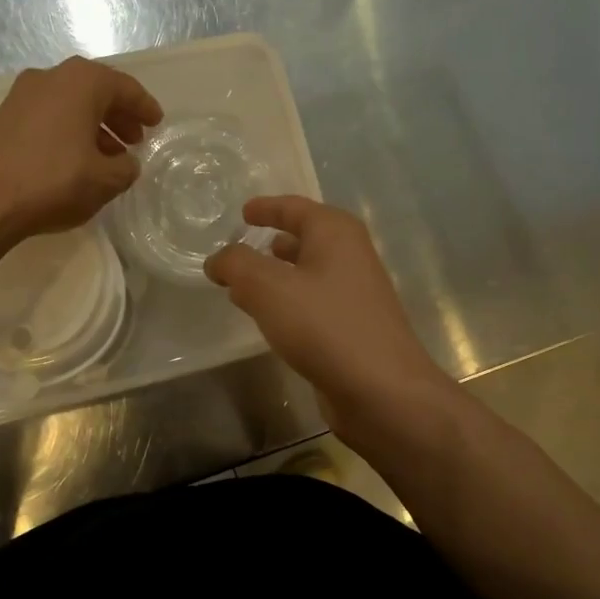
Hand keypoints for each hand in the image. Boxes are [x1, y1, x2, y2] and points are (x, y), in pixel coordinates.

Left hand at [0, 57, 162, 245]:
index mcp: (81, 82)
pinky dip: (68, 134)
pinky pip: (48, 119)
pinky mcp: (2, 119)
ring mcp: (21, 97)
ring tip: (108, 157)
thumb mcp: (105, 180)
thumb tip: (125, 163)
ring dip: (92, 127)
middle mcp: (50, 78)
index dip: (144, 107)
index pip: (124, 88)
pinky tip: (74, 162)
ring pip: (69, 106)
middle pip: (95, 92)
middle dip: (118, 116)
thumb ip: (125, 168)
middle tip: (134, 140)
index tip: (157, 123)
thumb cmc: (52, 180)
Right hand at [206, 195, 455, 442]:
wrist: (381, 390)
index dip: (266, 208)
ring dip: (276, 276)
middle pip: (304, 238)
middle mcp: (350, 255)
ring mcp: (354, 293)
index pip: (294, 208)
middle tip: (237, 252)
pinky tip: (269, 320)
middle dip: (270, 242)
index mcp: (335, 233)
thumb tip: (218, 260)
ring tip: (243, 286)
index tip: (242, 213)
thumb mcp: (268, 287)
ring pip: (307, 273)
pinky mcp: (352, 327)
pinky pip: (312, 302)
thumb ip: (236, 265)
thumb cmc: (324, 326)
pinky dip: (288, 302)